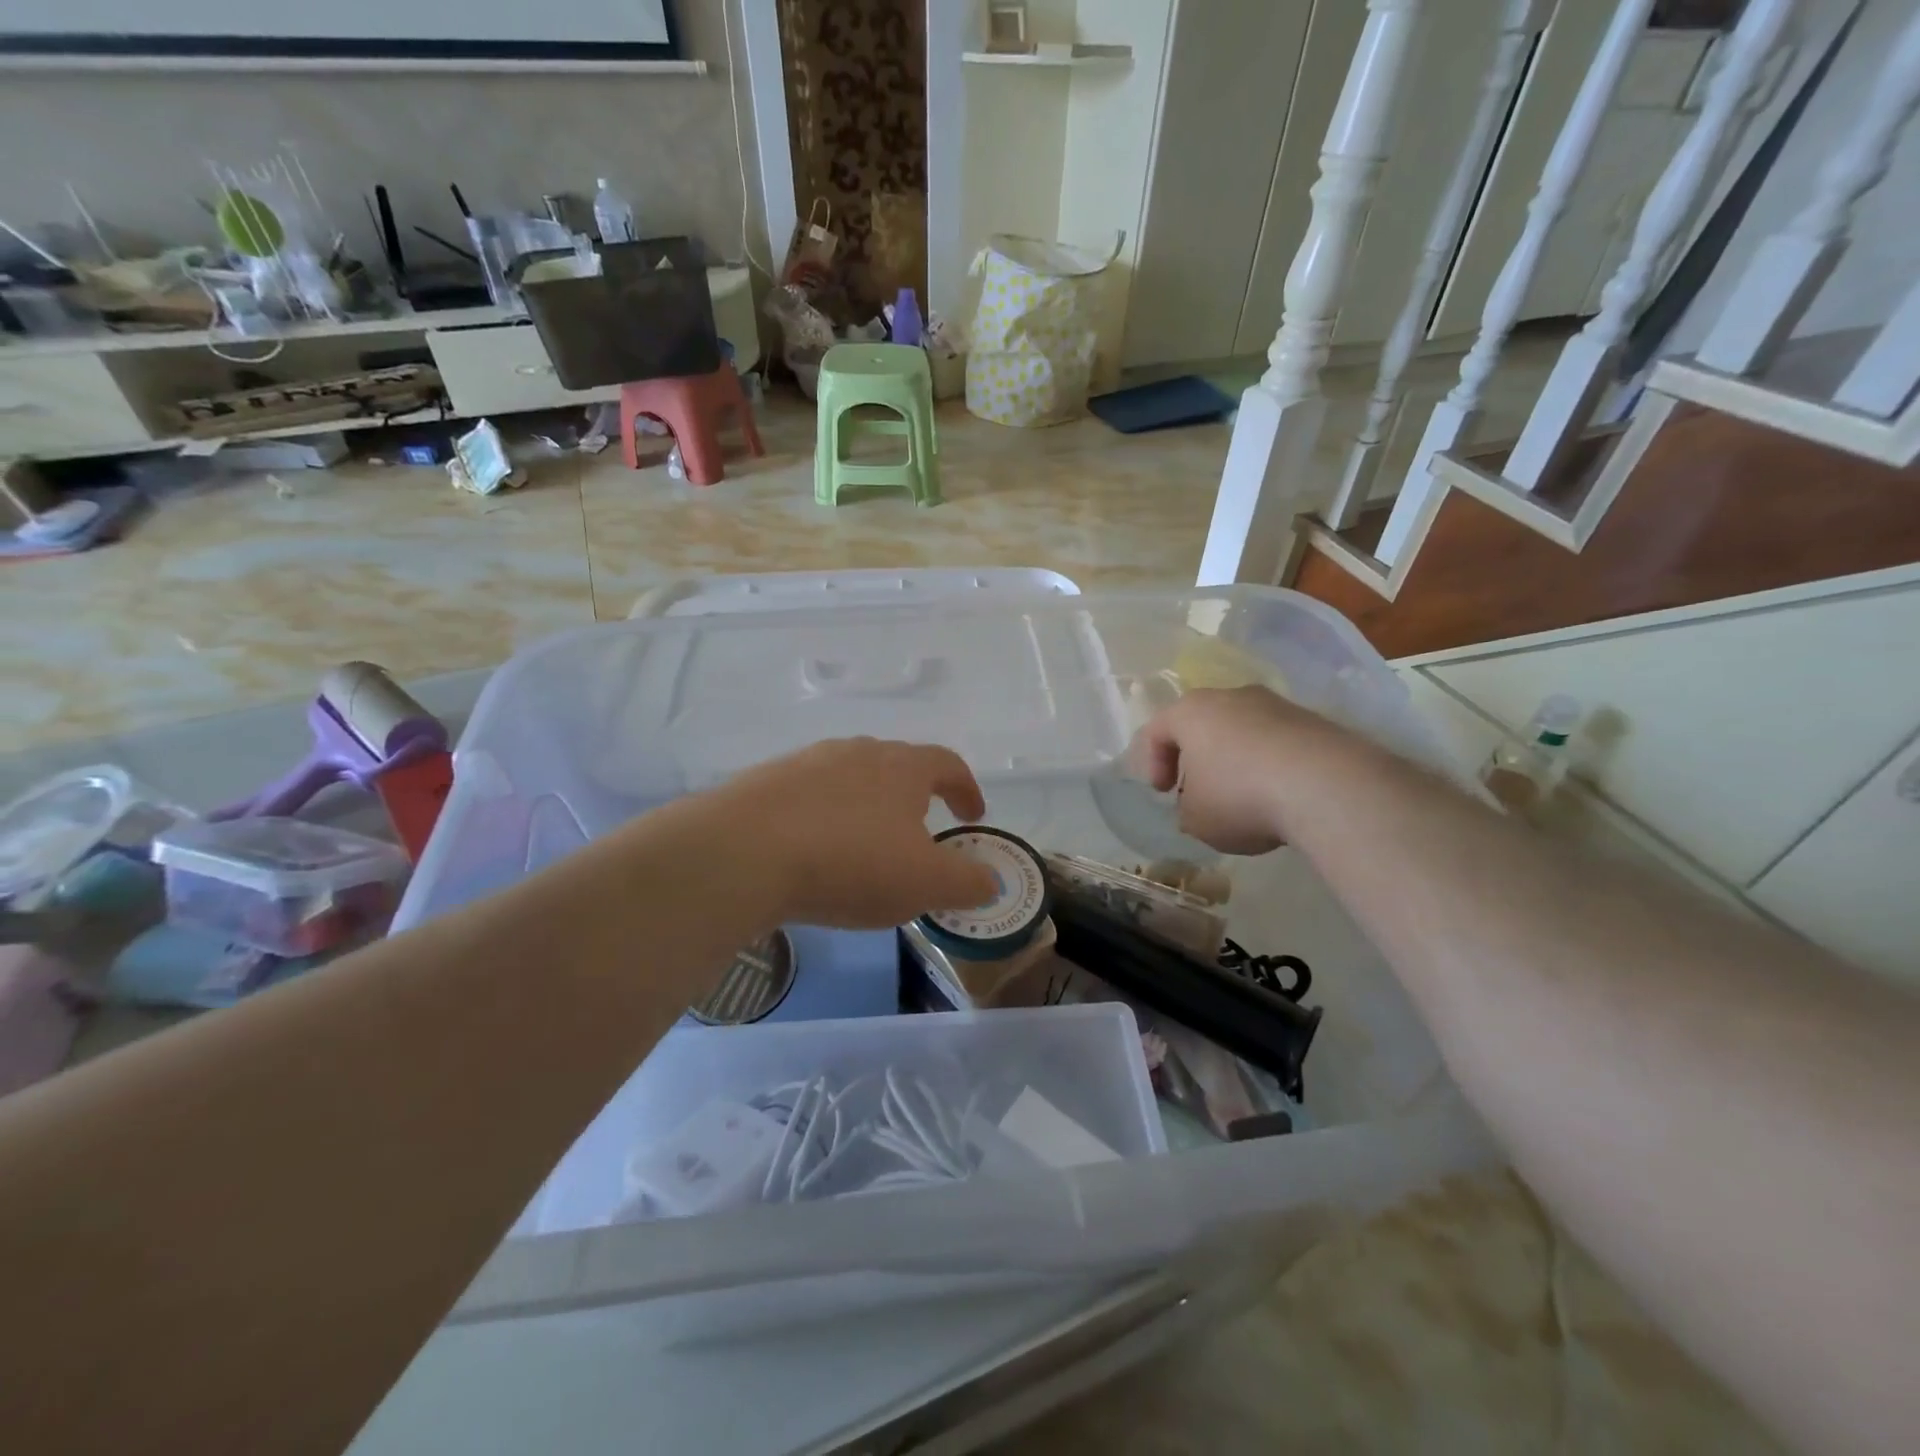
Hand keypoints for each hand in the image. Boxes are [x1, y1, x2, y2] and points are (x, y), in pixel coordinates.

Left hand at [704, 738, 998, 928]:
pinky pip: (807, 799)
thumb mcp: (925, 882)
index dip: (966, 790)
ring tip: (863, 848)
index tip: (973, 818)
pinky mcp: (764, 784)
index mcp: (902, 766)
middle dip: (914, 798)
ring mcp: (805, 764)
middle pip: (896, 766)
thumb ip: (967, 882)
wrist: (742, 853)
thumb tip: (988, 881)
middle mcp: (856, 752)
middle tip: (917, 836)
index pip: (947, 765)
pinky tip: (812, 854)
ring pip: (849, 781)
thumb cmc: (851, 862)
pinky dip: (822, 821)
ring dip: (865, 809)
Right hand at [1129, 687, 1327, 853]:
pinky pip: (1278, 742)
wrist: (1327, 786)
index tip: (1164, 794)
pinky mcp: (1314, 720)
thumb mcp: (1196, 819)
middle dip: (1197, 758)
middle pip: (1202, 724)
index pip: (1157, 730)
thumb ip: (1187, 809)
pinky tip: (1280, 795)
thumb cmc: (1240, 797)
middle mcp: (1231, 697)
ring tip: (1246, 797)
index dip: (1152, 763)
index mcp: (1191, 712)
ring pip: (1243, 730)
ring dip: (1237, 760)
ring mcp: (1277, 704)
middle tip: (1200, 791)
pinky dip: (1272, 764)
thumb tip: (1199, 804)